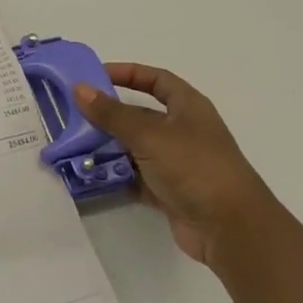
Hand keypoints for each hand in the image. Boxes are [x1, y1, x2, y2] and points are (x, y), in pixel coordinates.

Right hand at [73, 64, 272, 265]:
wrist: (230, 229)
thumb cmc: (195, 167)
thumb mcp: (150, 135)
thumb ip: (112, 114)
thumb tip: (78, 88)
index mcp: (188, 107)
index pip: (156, 79)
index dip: (127, 73)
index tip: (94, 76)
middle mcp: (182, 131)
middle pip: (139, 115)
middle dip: (108, 115)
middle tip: (72, 114)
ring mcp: (176, 163)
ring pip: (134, 147)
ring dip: (107, 147)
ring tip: (73, 146)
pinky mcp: (168, 191)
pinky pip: (135, 177)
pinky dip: (115, 175)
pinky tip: (89, 174)